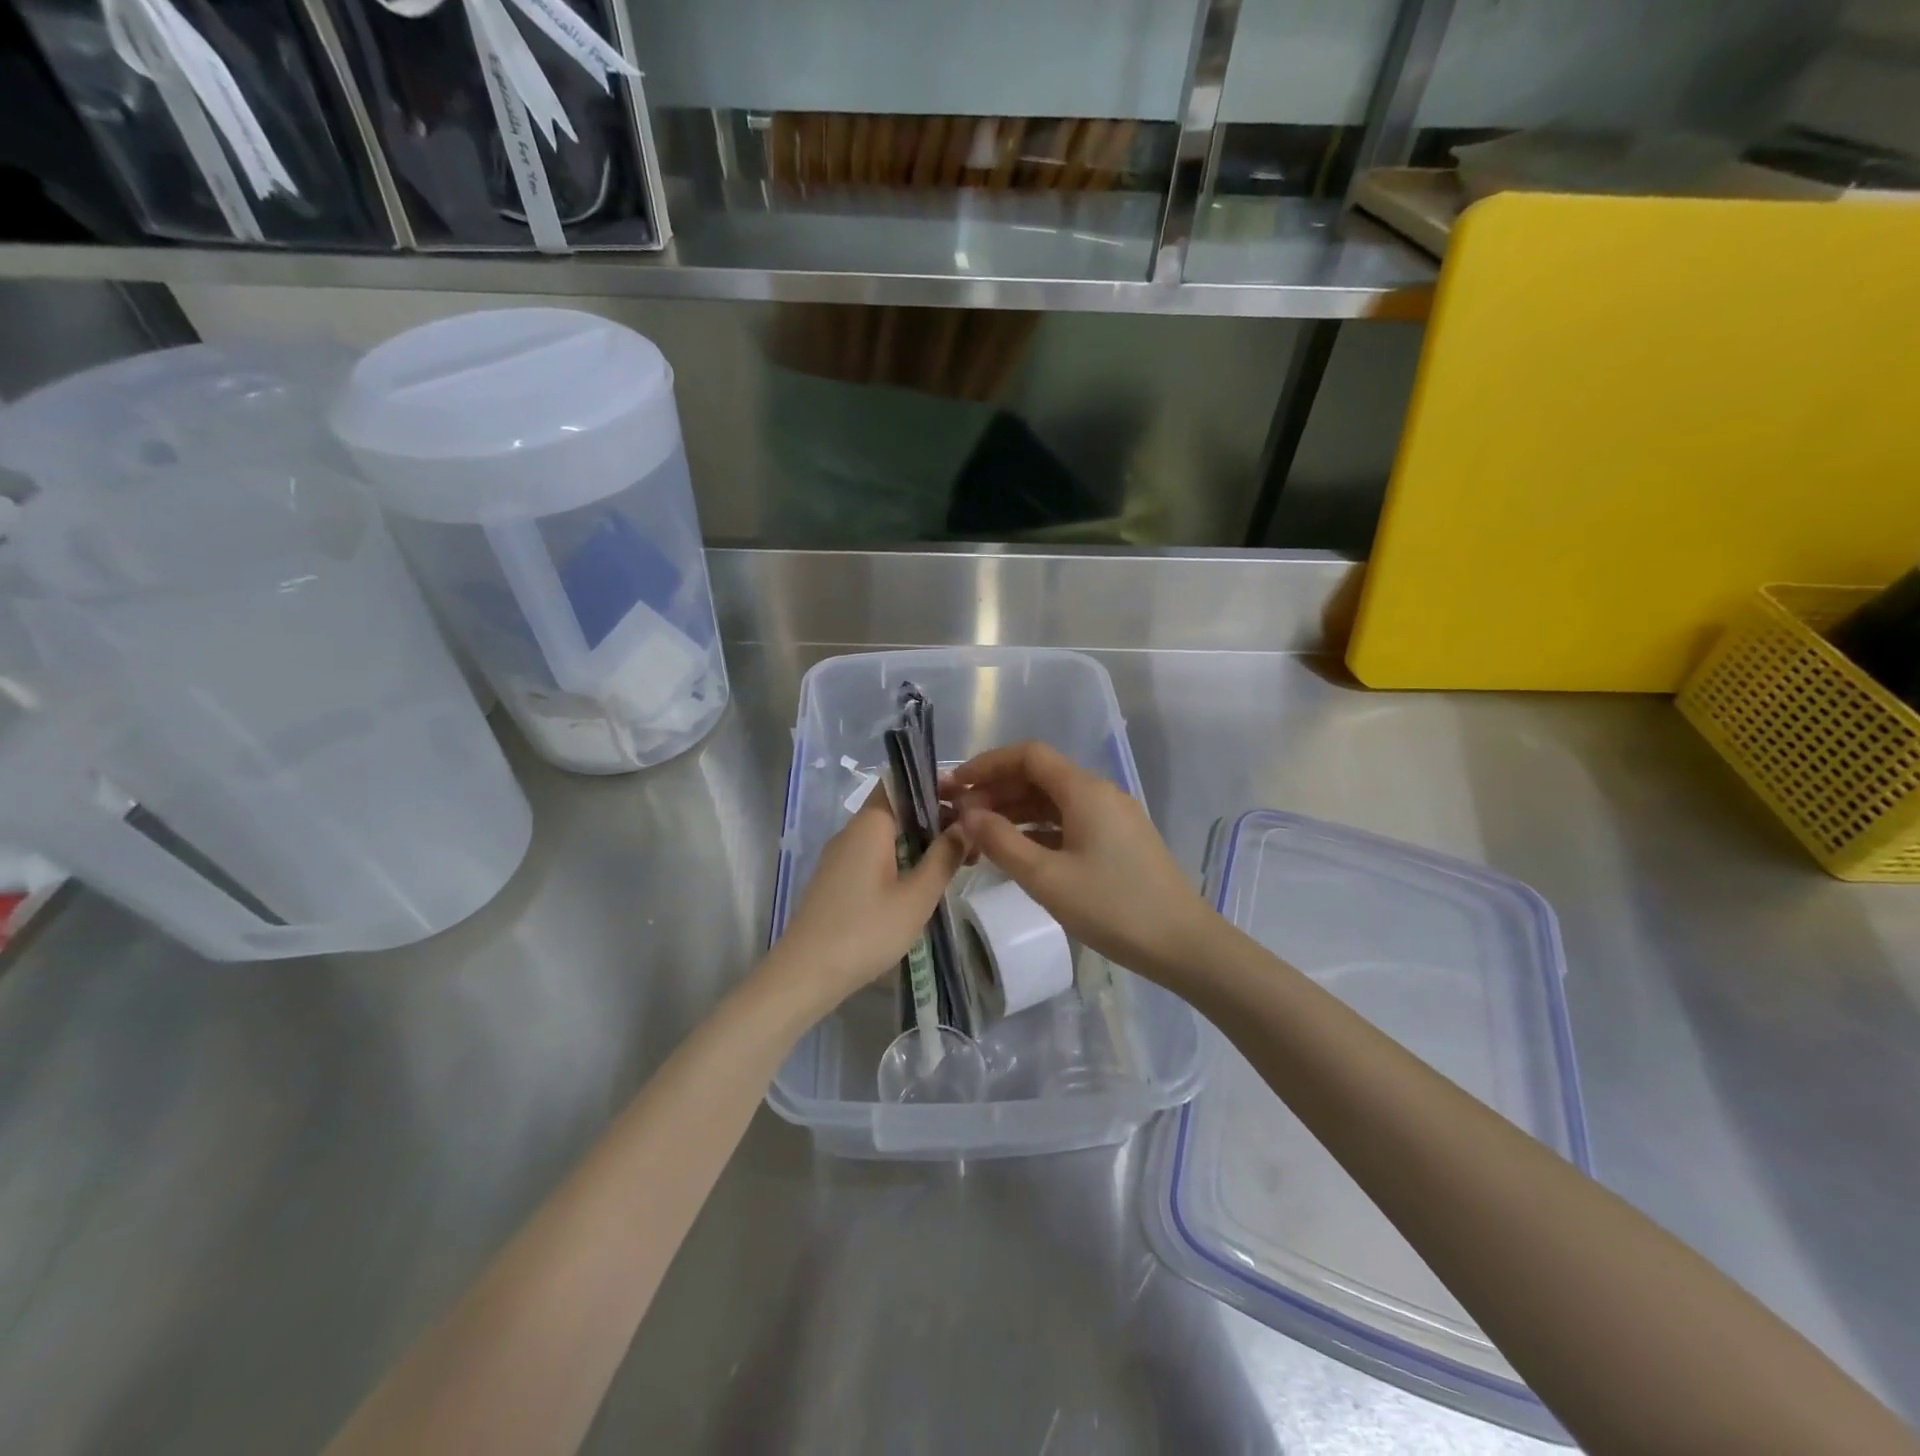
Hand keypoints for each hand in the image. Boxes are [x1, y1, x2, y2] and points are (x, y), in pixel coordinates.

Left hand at [769, 788, 962, 1014]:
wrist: (806, 973)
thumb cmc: (866, 930)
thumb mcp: (917, 896)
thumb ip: (943, 857)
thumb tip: (964, 825)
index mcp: (870, 825)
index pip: (900, 783)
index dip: (932, 784)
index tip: (965, 800)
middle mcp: (852, 832)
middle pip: (896, 808)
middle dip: (933, 817)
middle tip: (969, 839)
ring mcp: (840, 856)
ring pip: (886, 834)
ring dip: (919, 841)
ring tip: (954, 863)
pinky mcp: (837, 880)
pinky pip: (874, 855)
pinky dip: (901, 858)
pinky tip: (921, 883)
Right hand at [946, 740, 1213, 982]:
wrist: (1183, 944)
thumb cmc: (1113, 907)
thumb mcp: (1047, 878)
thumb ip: (1002, 842)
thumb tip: (967, 814)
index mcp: (1084, 790)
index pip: (1028, 755)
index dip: (987, 764)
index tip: (954, 786)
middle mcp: (1099, 792)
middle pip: (1039, 775)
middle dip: (996, 789)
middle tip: (959, 815)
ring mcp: (1111, 816)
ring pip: (1053, 800)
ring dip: (1015, 810)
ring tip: (979, 834)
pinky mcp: (1117, 840)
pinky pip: (1068, 821)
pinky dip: (1038, 829)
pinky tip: (1016, 850)